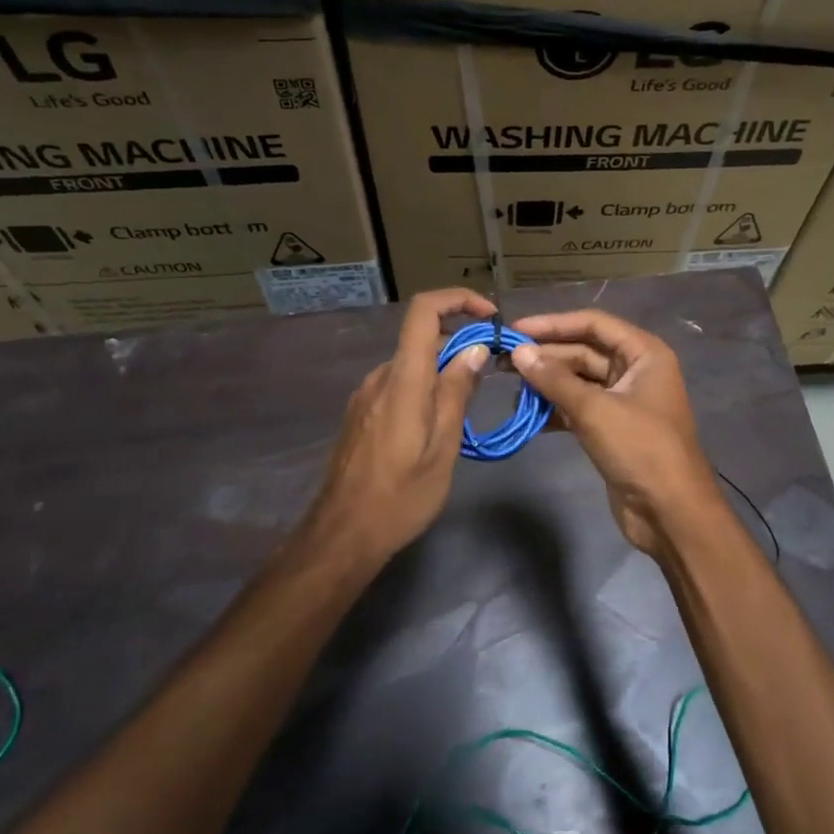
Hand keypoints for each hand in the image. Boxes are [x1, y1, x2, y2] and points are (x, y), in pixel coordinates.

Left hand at [297, 288, 494, 570]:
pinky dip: (423, 389)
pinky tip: (437, 426)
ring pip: (412, 366)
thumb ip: (457, 392)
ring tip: (466, 409)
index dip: (458, 300)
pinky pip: (398, 386)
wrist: (343, 533)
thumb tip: (475, 349)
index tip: (489, 317)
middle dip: (460, 347)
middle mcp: (380, 376)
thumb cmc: (402, 495)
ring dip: (442, 372)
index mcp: (403, 379)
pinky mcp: (360, 414)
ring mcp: (365, 395)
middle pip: (422, 339)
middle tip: (490, 376)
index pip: (424, 311)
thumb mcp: (443, 446)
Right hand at [509, 310, 720, 557]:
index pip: (594, 324)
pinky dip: (555, 409)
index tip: (515, 329)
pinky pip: (579, 408)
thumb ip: (555, 379)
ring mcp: (624, 401)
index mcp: (644, 354)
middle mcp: (636, 371)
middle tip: (501, 360)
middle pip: (584, 351)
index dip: (554, 324)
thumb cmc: (641, 449)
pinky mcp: (612, 429)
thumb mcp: (595, 410)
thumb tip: (519, 352)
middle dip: (546, 355)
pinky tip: (527, 414)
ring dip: (547, 383)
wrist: (671, 512)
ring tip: (509, 386)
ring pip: (579, 381)